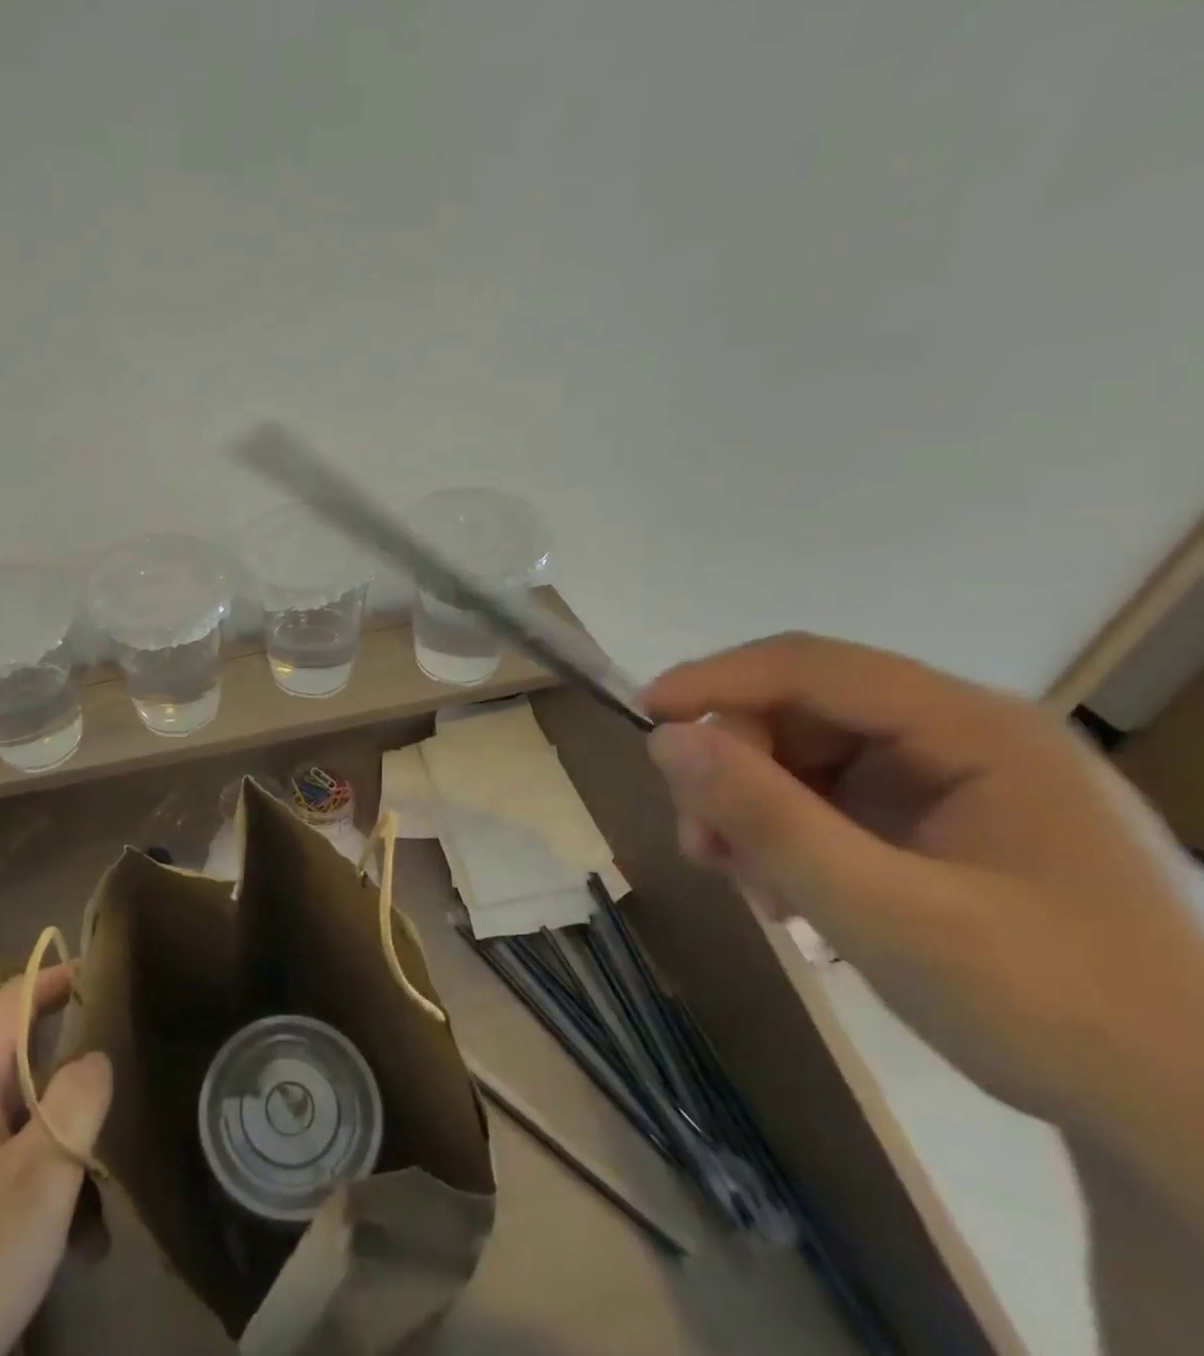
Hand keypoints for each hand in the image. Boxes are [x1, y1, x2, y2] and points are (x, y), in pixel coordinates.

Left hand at [0, 966, 112, 1355]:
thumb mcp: (39, 1177)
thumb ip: (77, 1100)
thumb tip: (94, 1056)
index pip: (11, 1000)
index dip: (56, 979)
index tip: (103, 974)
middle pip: (13, 1065)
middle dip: (69, 1083)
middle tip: (117, 1100)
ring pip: (7, 1127)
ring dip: (54, 1151)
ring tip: (96, 1208)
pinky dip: (27, 1189)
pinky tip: (56, 1245)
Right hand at [640, 633, 1203, 1152]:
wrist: (1187, 1125)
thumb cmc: (1051, 1009)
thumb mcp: (885, 912)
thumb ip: (769, 817)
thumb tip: (666, 737)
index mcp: (976, 731)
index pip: (812, 667)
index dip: (717, 680)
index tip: (643, 715)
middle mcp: (962, 738)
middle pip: (800, 714)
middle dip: (734, 770)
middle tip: (701, 845)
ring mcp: (950, 784)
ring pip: (802, 760)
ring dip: (752, 811)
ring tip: (743, 882)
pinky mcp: (936, 827)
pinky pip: (826, 803)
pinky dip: (783, 838)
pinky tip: (780, 893)